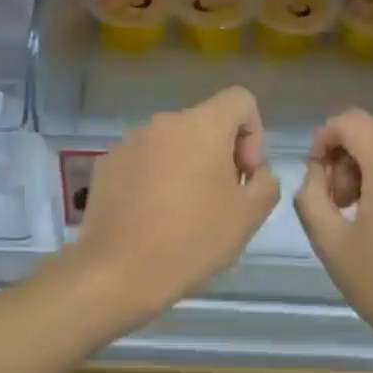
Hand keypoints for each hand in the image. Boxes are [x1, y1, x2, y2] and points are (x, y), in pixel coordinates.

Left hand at [72, 87, 280, 320]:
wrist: (118, 272)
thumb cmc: (192, 240)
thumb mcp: (250, 216)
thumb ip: (266, 182)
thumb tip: (253, 172)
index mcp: (202, 125)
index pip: (240, 100)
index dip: (253, 134)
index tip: (244, 175)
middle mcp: (163, 122)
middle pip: (205, 124)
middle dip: (220, 155)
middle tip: (219, 201)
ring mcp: (129, 142)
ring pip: (172, 144)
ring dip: (186, 167)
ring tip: (183, 214)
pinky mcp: (106, 164)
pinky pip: (144, 161)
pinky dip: (155, 179)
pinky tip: (152, 217)